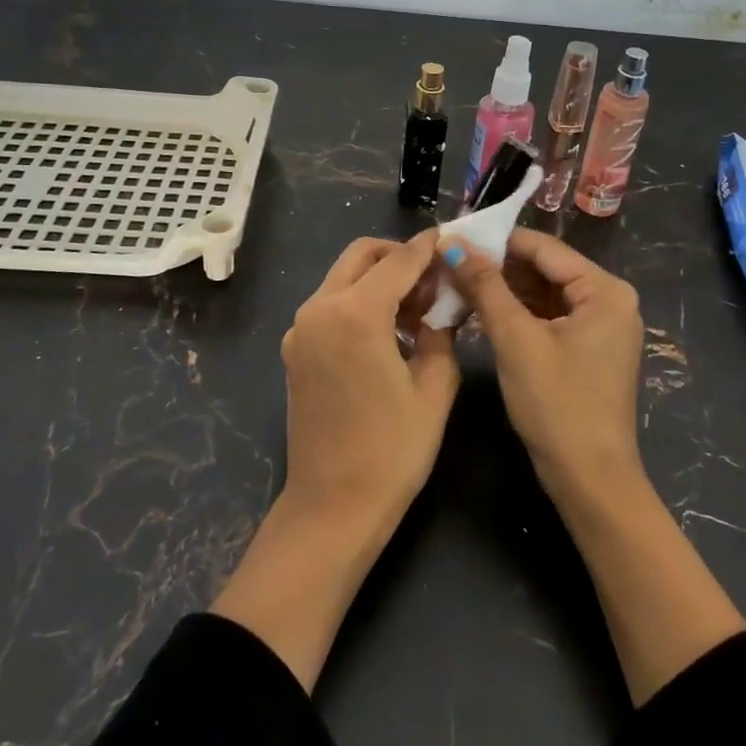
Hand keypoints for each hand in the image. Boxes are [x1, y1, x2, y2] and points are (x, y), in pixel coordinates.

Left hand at [279, 231, 460, 533]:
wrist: (332, 507)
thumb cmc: (393, 450)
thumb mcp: (435, 388)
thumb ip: (442, 333)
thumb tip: (443, 307)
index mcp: (356, 314)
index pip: (399, 261)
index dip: (427, 247)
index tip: (450, 238)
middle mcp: (320, 309)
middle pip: (361, 256)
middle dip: (398, 256)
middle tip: (433, 279)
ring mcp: (300, 329)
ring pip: (343, 278)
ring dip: (378, 279)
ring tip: (417, 309)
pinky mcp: (295, 350)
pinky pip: (330, 306)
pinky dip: (359, 302)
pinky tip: (389, 332)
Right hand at [445, 229, 745, 704]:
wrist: (590, 481)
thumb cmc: (556, 404)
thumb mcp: (516, 340)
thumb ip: (485, 286)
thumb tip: (452, 242)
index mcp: (605, 290)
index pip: (543, 247)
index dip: (496, 240)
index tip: (453, 237)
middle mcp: (610, 299)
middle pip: (545, 268)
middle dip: (498, 265)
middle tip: (449, 261)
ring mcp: (601, 326)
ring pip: (544, 292)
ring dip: (505, 289)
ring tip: (457, 282)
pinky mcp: (588, 349)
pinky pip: (549, 316)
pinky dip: (518, 312)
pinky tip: (482, 310)